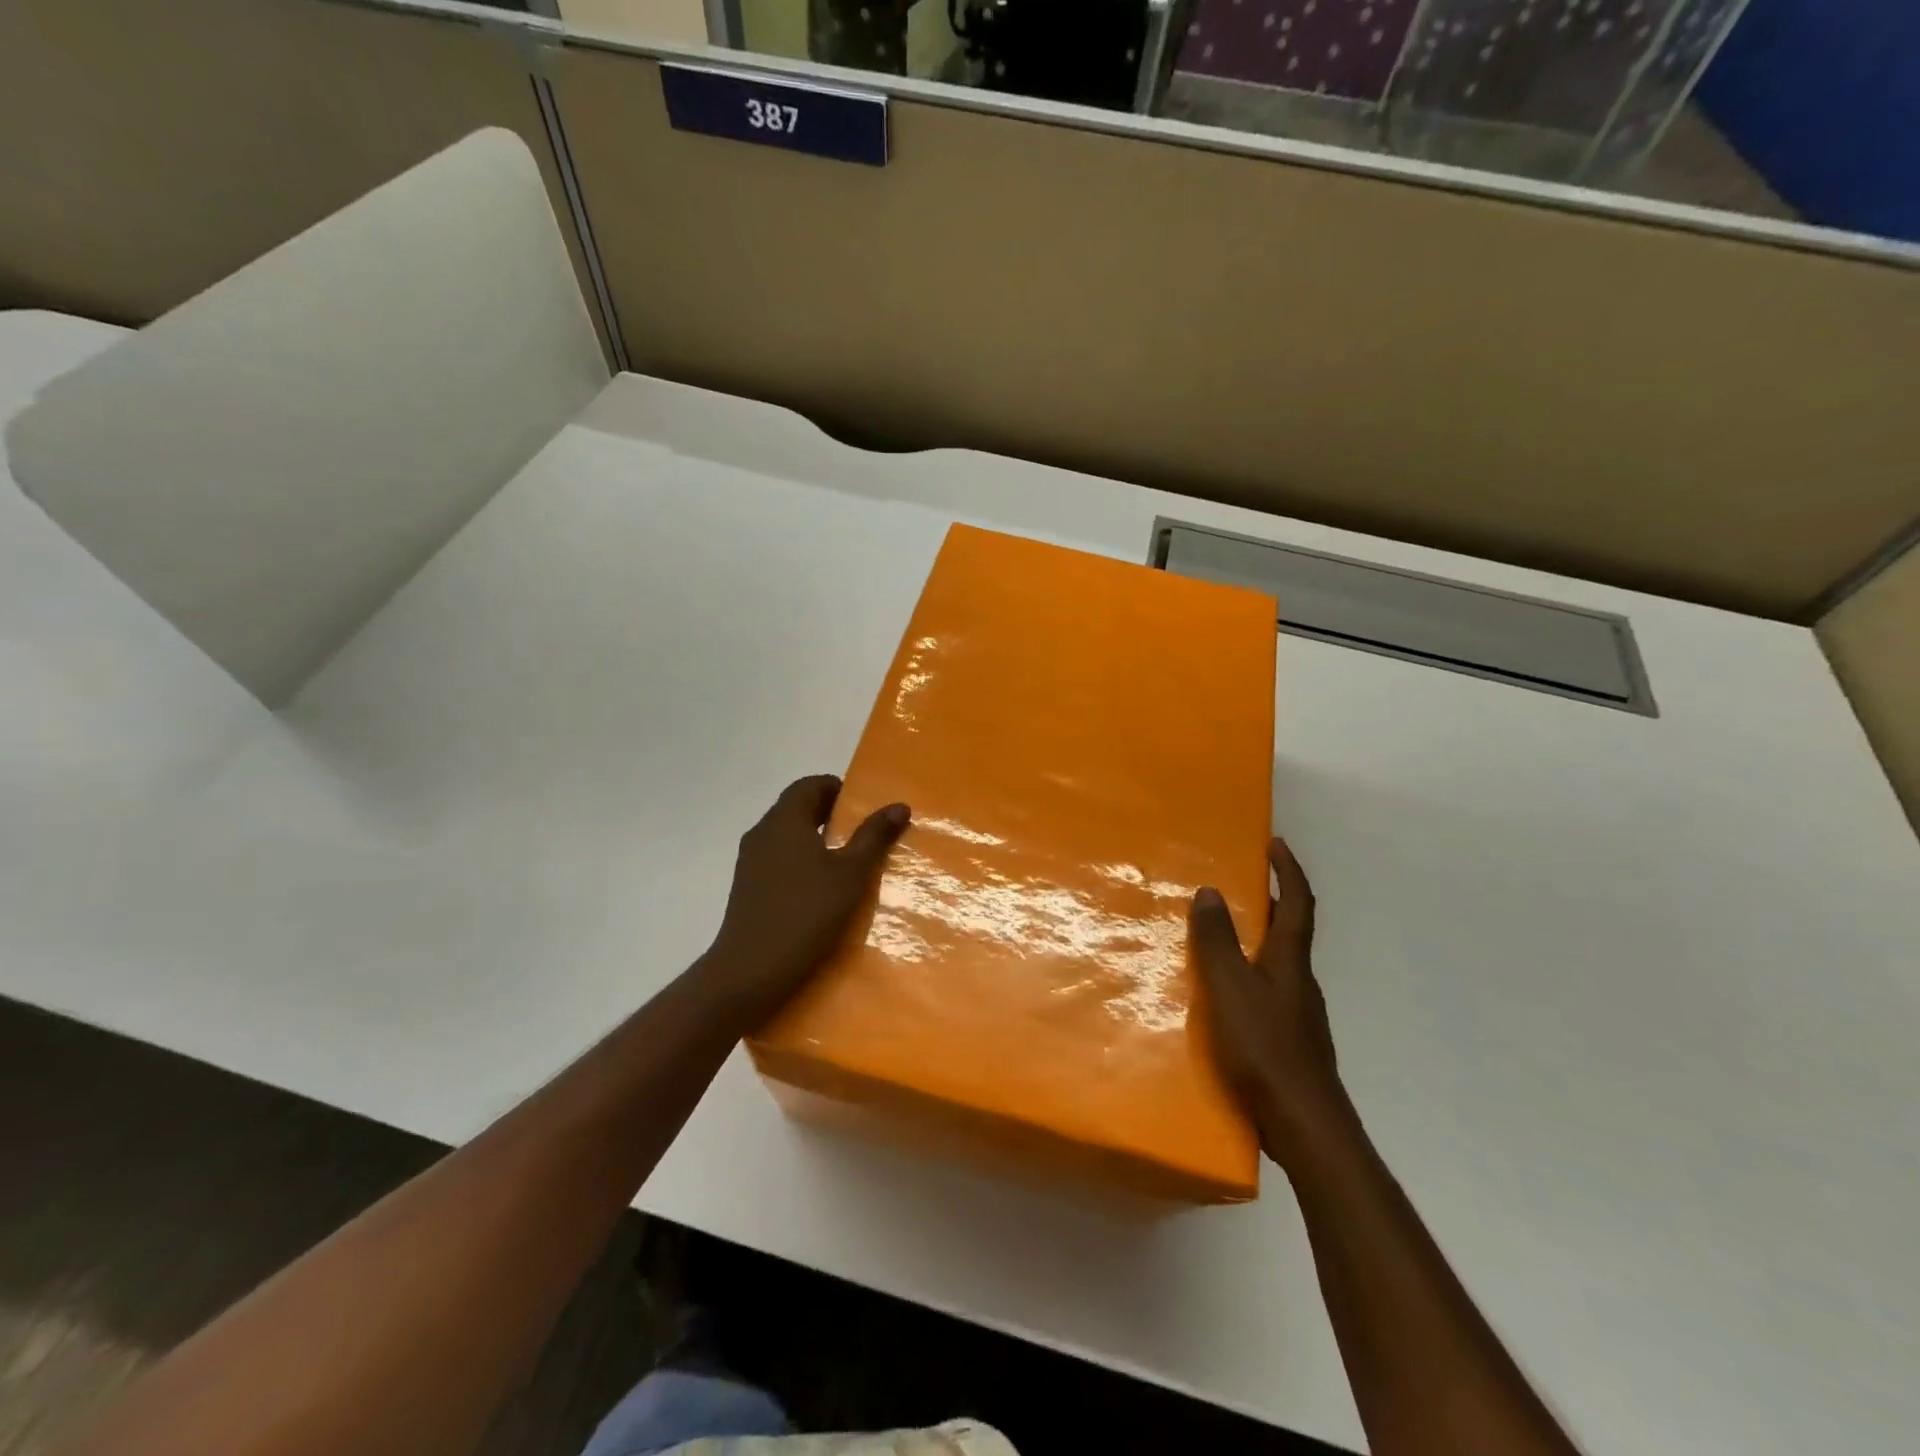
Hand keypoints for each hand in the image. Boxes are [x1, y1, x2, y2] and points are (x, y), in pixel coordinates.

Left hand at [696, 775, 909, 1030]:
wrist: (750, 971)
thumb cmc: (806, 914)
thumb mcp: (851, 874)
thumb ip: (874, 837)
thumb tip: (898, 805)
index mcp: (785, 820)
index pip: (809, 785)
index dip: (836, 788)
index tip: (862, 806)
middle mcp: (762, 833)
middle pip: (796, 807)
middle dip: (828, 813)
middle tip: (861, 832)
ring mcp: (750, 861)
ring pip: (786, 834)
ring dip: (814, 837)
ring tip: (846, 860)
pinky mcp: (747, 887)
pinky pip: (778, 858)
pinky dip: (800, 859)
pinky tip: (820, 887)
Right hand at [1190, 837, 1352, 1171]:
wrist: (1305, 1126)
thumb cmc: (1266, 1048)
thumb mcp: (1231, 989)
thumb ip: (1218, 942)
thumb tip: (1211, 891)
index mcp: (1290, 961)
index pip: (1298, 903)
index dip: (1289, 871)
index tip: (1275, 843)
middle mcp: (1300, 981)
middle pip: (1291, 930)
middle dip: (1270, 901)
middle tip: (1238, 883)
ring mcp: (1298, 1013)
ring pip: (1278, 962)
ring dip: (1257, 939)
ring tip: (1220, 933)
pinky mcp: (1289, 1040)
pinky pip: (1268, 990)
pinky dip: (1249, 974)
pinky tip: (1224, 994)